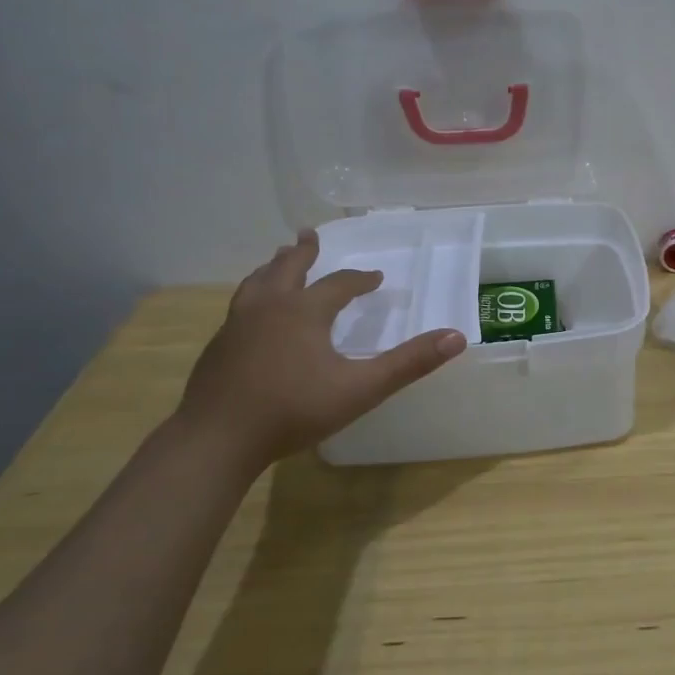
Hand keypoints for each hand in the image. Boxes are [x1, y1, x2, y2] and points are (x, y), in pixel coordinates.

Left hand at [176, 231, 466, 470]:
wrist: (217, 440)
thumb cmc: (293, 411)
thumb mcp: (361, 388)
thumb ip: (409, 363)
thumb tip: (457, 337)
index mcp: (304, 311)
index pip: (339, 284)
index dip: (360, 280)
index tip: (375, 278)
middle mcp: (269, 308)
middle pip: (287, 269)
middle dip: (302, 252)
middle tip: (308, 235)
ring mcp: (237, 326)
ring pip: (256, 284)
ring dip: (272, 268)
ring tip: (276, 261)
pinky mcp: (217, 347)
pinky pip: (240, 308)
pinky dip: (253, 296)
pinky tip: (252, 313)